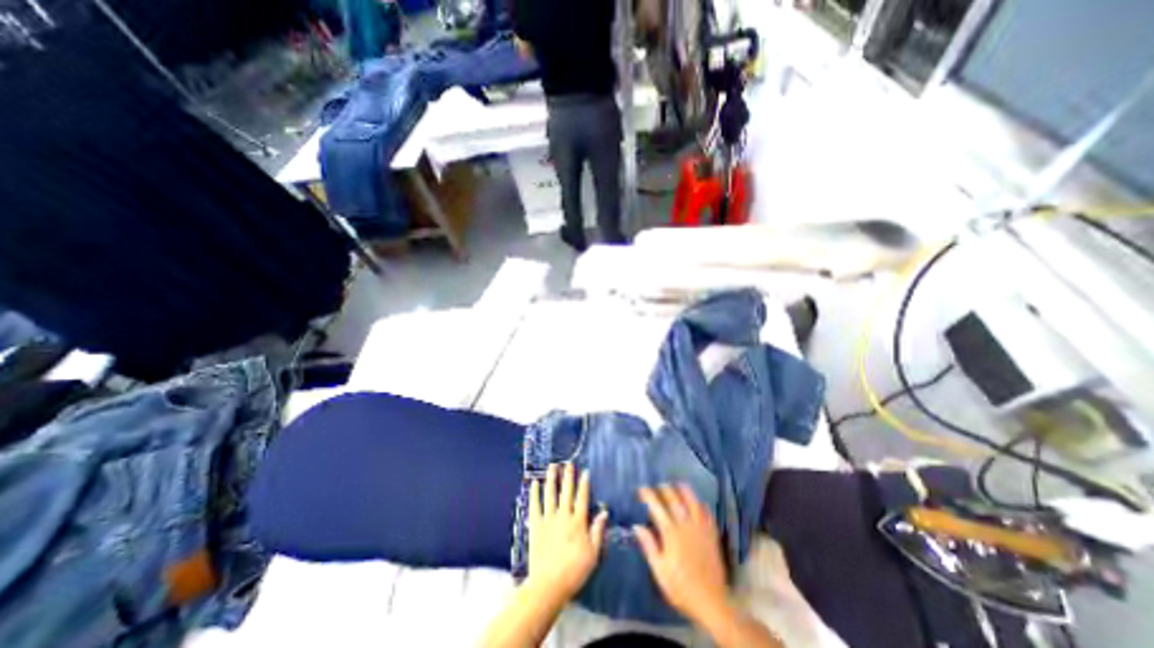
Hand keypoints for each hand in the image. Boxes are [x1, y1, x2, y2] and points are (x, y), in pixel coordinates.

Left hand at [527, 463, 607, 598]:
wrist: (549, 585)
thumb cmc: (574, 571)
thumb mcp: (593, 553)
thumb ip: (597, 530)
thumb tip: (604, 511)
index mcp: (578, 522)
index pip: (582, 498)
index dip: (584, 484)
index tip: (585, 471)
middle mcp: (563, 516)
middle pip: (566, 492)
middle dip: (568, 476)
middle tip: (568, 462)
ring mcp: (548, 519)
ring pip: (550, 494)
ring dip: (551, 479)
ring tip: (552, 466)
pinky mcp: (535, 525)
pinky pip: (535, 506)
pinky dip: (535, 494)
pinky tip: (535, 483)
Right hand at [636, 483, 722, 625]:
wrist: (711, 602)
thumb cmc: (681, 587)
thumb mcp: (659, 571)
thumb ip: (649, 546)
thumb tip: (637, 526)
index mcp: (671, 534)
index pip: (657, 507)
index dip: (648, 495)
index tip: (641, 489)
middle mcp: (686, 526)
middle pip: (675, 500)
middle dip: (665, 489)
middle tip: (657, 486)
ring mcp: (701, 529)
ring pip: (693, 502)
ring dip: (685, 491)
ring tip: (678, 484)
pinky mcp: (712, 535)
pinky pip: (707, 514)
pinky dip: (702, 505)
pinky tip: (698, 502)